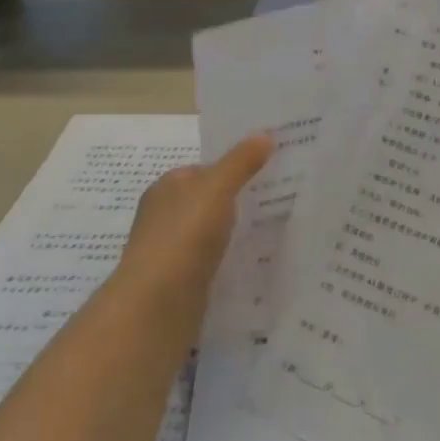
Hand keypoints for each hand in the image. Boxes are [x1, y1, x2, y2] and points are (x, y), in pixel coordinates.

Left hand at [117, 135, 273, 301]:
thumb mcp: (216, 188)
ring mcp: (173, 250)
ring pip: (213, 231)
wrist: (157, 306)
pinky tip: (256, 258)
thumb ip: (240, 162)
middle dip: (240, 198)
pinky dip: (232, 257)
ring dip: (237, 229)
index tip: (271, 168)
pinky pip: (214, 259)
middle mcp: (165, 215)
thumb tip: (264, 134)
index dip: (235, 165)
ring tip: (278, 226)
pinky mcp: (183, 281)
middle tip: (283, 196)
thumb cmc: (183, 236)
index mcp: (167, 187)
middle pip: (210, 199)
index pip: (205, 169)